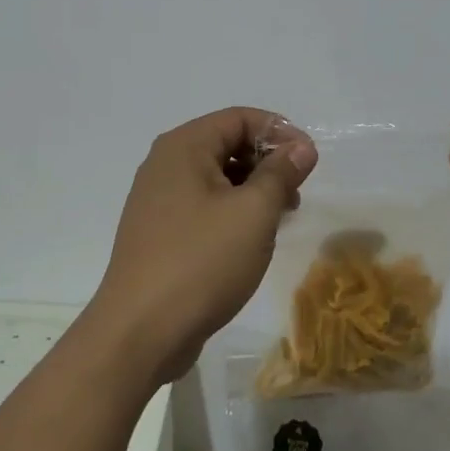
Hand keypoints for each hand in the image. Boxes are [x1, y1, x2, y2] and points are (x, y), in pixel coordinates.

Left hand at [89, 107, 317, 384]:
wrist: (140, 332)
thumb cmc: (201, 261)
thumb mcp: (253, 213)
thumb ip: (280, 173)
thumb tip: (301, 146)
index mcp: (183, 147)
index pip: (239, 118)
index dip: (279, 132)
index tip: (309, 161)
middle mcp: (164, 164)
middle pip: (226, 144)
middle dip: (266, 162)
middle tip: (296, 193)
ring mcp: (157, 200)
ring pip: (216, 178)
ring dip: (252, 190)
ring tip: (279, 219)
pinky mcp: (158, 232)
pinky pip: (202, 206)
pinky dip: (231, 212)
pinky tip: (251, 240)